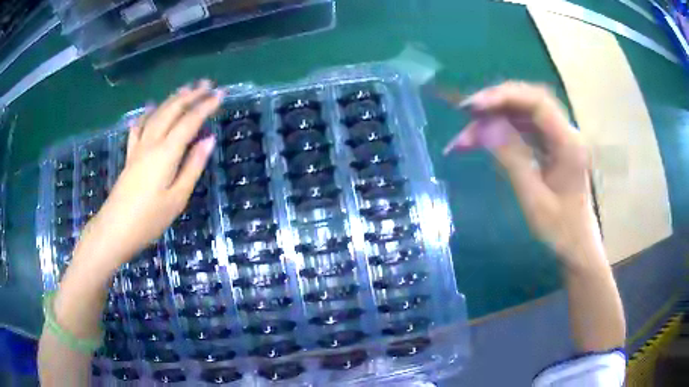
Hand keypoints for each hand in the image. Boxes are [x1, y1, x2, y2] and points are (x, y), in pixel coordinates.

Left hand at [77, 80, 221, 267]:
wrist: (114, 230)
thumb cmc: (148, 219)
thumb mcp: (177, 198)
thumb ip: (192, 167)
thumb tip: (208, 140)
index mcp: (166, 153)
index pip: (189, 121)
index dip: (206, 106)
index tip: (221, 93)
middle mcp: (152, 143)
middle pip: (172, 111)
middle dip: (190, 95)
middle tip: (207, 84)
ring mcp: (138, 147)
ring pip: (156, 115)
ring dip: (172, 99)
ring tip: (186, 89)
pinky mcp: (130, 156)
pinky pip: (138, 128)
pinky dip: (146, 114)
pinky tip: (149, 107)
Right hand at [444, 82, 598, 263]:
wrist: (577, 246)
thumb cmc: (561, 230)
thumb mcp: (534, 199)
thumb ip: (512, 159)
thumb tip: (484, 126)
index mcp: (569, 143)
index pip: (537, 102)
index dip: (504, 96)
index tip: (472, 107)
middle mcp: (565, 132)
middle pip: (529, 99)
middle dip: (496, 101)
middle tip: (465, 114)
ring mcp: (558, 138)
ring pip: (524, 112)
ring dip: (495, 116)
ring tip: (467, 133)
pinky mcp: (550, 146)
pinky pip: (524, 127)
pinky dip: (502, 129)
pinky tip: (484, 138)